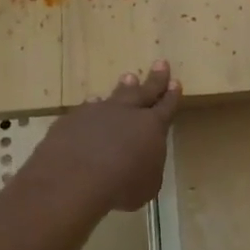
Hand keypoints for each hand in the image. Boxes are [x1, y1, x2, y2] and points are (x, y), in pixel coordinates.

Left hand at [27, 62, 182, 213]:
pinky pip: (87, 108)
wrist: (74, 178)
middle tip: (160, 63)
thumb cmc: (121, 186)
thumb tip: (143, 161)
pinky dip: (93, 106)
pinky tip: (92, 103)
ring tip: (128, 77)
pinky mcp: (73, 119)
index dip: (172, 95)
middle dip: (155, 78)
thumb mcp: (148, 185)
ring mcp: (98, 112)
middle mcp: (127, 113)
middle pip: (144, 91)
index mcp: (152, 127)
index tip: (176, 82)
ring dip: (123, 88)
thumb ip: (148, 167)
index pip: (166, 106)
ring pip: (115, 95)